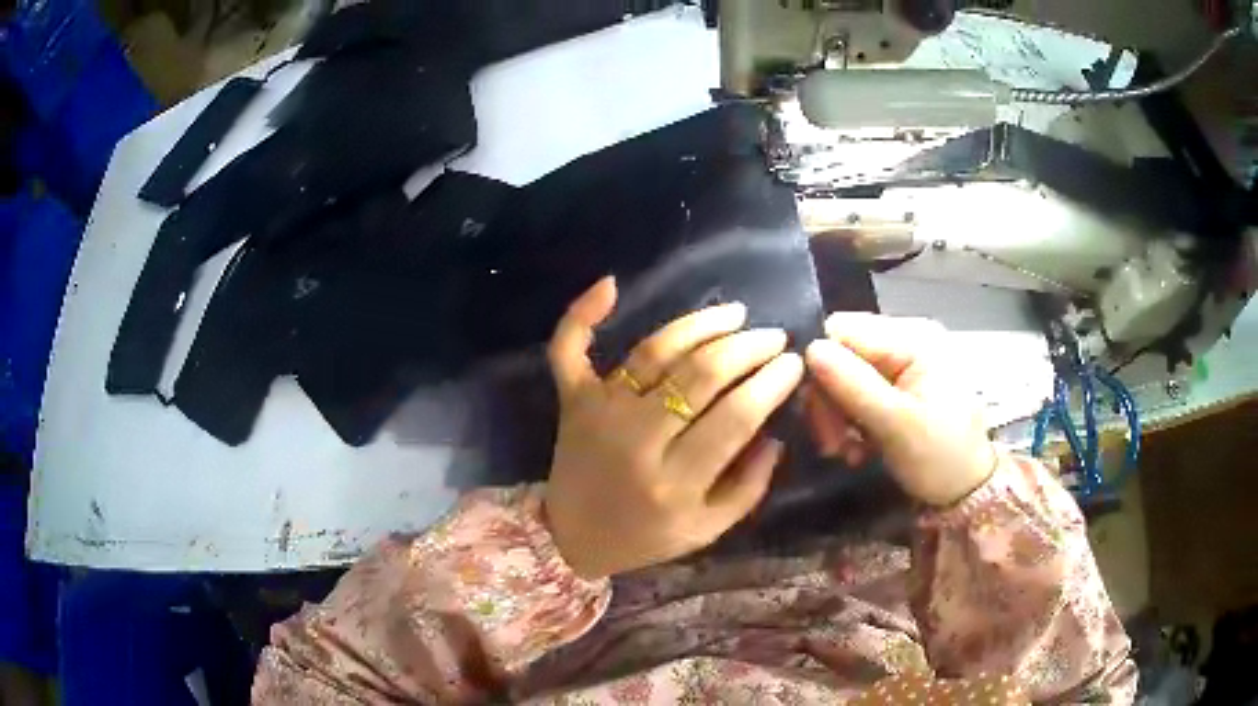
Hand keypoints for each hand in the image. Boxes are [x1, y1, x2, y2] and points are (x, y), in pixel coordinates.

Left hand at [544, 278, 803, 578]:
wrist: (571, 538)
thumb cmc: (645, 536)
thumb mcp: (706, 530)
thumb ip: (748, 487)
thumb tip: (775, 434)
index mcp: (675, 482)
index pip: (735, 418)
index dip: (770, 383)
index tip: (793, 363)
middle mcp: (636, 440)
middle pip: (700, 376)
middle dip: (747, 348)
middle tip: (773, 336)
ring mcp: (599, 413)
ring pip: (654, 351)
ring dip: (700, 324)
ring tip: (736, 314)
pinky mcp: (572, 400)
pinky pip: (568, 349)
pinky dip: (581, 313)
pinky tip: (610, 284)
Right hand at [804, 313, 996, 505]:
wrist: (968, 491)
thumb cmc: (940, 457)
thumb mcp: (896, 425)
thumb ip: (853, 385)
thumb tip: (809, 348)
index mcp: (914, 337)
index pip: (843, 330)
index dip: (820, 366)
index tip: (813, 413)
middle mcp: (907, 338)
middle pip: (842, 352)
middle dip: (829, 399)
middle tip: (830, 444)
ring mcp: (904, 362)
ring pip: (844, 375)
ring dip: (836, 416)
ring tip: (844, 451)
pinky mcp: (899, 384)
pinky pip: (858, 391)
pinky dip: (850, 420)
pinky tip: (857, 448)